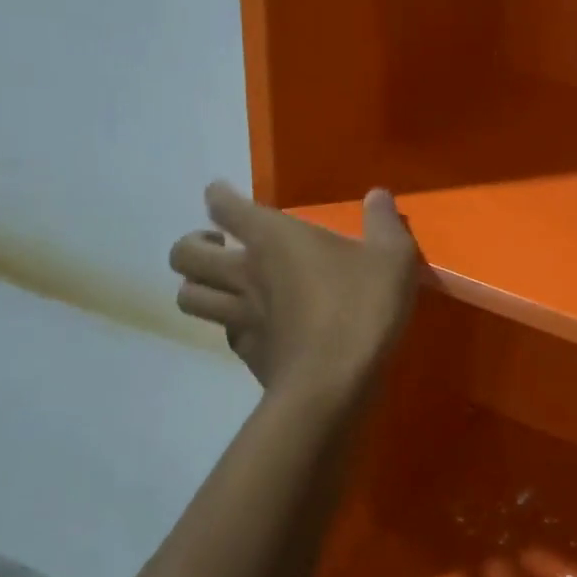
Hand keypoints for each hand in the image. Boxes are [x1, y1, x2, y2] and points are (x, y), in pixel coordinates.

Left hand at [169, 183, 420, 394]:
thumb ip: (383, 222)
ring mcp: (239, 317)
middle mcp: (244, 273)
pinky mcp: (246, 353)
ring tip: (222, 283)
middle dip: (193, 244)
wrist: (334, 383)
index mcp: (273, 239)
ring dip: (198, 285)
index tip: (220, 193)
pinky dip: (228, 322)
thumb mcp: (392, 257)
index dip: (218, 196)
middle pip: (184, 255)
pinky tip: (252, 323)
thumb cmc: (362, 307)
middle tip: (219, 244)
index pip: (224, 207)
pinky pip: (221, 331)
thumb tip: (377, 195)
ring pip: (188, 296)